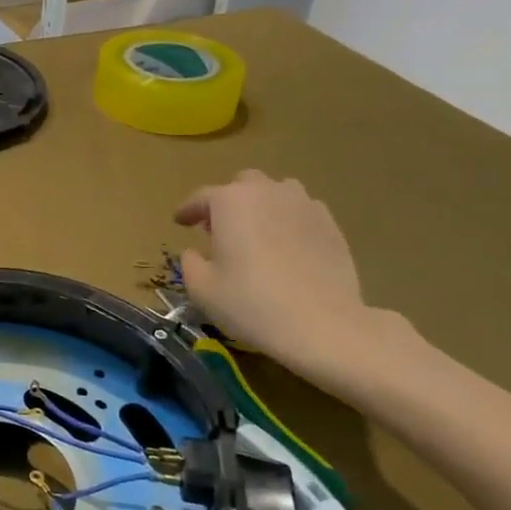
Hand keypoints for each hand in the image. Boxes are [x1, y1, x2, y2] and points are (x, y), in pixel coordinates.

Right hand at [174, 171, 370, 375]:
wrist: (322, 325)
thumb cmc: (251, 303)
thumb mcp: (202, 288)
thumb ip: (190, 262)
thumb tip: (195, 251)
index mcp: (230, 201)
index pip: (201, 197)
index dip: (187, 210)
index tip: (179, 222)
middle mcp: (267, 192)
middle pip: (242, 184)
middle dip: (228, 201)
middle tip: (220, 229)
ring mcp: (304, 205)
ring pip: (277, 192)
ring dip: (262, 206)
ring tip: (257, 233)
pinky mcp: (331, 224)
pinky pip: (302, 211)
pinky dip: (289, 221)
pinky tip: (287, 246)